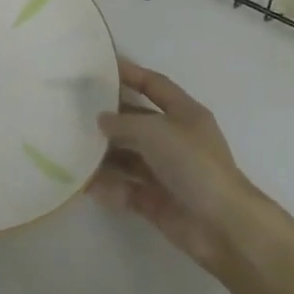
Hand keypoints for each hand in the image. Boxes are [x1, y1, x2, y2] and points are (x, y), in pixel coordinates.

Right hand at [90, 59, 257, 272]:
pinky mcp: (156, 200)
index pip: (154, 85)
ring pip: (128, 156)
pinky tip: (86, 183)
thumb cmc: (192, 164)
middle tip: (74, 112)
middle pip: (137, 121)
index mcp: (184, 114)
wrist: (222, 225)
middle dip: (109, 118)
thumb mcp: (155, 130)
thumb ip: (123, 121)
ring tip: (72, 149)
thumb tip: (102, 120)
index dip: (131, 73)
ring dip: (103, 154)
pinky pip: (125, 187)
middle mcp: (175, 139)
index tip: (100, 67)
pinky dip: (108, 186)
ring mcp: (166, 171)